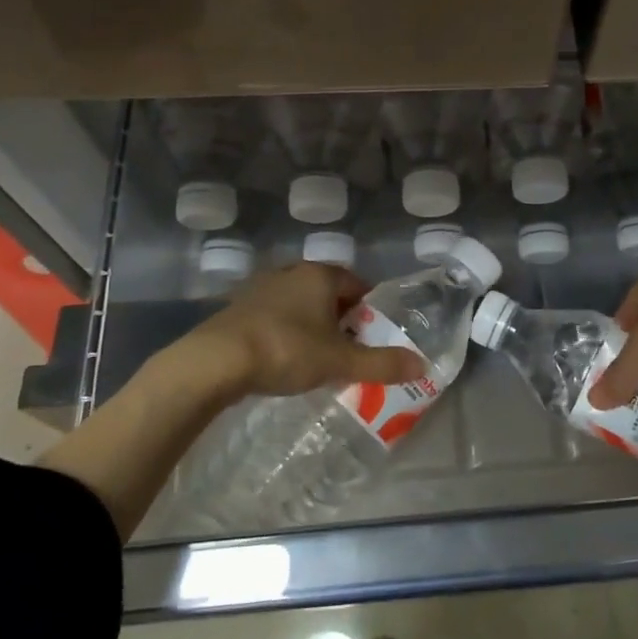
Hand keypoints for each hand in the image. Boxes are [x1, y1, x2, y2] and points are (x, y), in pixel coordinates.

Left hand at [178, 263, 426, 399]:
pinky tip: (283, 358)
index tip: (374, 336)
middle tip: (350, 350)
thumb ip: (382, 363)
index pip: (357, 284)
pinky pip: (274, 316)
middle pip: (328, 293)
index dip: (369, 309)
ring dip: (312, 325)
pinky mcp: (237, 309)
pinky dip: (285, 332)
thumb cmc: (286, 350)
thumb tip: (422, 365)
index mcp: (320, 275)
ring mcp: (260, 288)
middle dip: (341, 319)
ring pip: (299, 304)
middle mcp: (291, 273)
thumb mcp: (340, 361)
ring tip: (318, 358)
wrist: (215, 362)